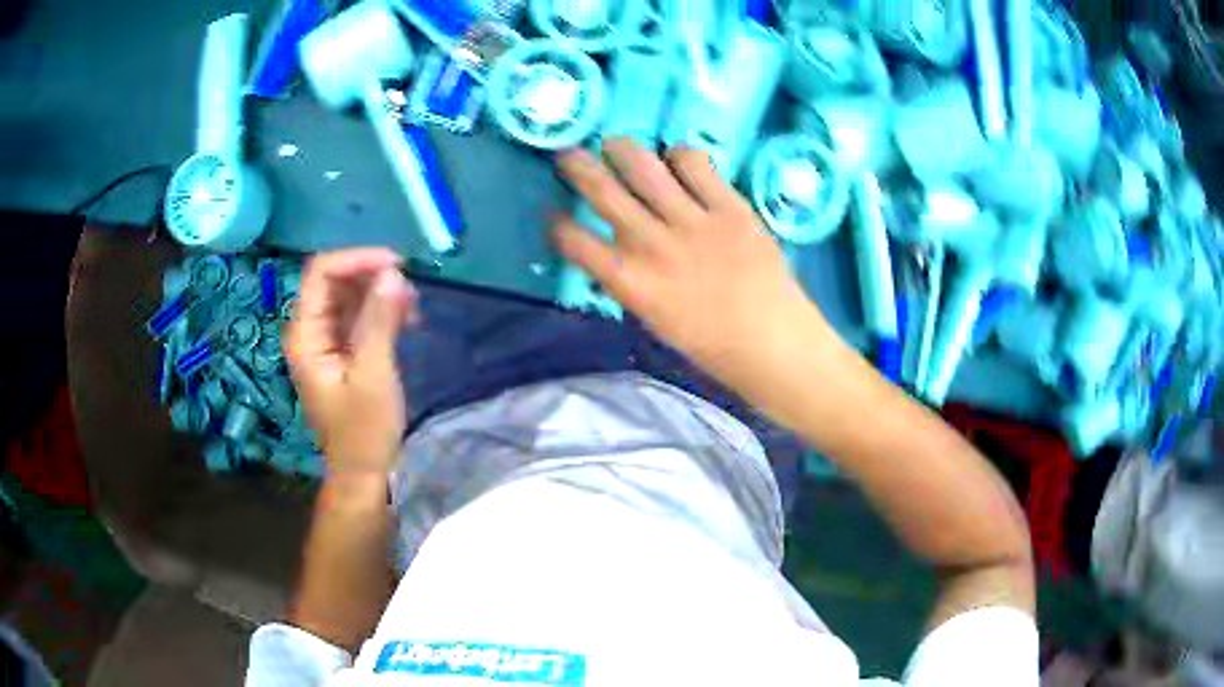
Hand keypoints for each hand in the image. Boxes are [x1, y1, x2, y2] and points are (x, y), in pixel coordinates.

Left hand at [286, 248, 418, 475]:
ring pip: (348, 296)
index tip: (396, 264)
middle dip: (371, 275)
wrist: (362, 474)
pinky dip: (381, 311)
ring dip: (380, 292)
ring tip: (413, 306)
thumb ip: (380, 321)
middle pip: (334, 280)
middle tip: (410, 288)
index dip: (356, 259)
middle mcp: (310, 331)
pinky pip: (358, 316)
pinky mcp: (341, 352)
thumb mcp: (374, 374)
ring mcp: (325, 341)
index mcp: (305, 335)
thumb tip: (393, 273)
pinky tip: (406, 319)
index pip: (321, 273)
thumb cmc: (364, 430)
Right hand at [553, 138, 827, 374]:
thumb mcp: (657, 321)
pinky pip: (694, 164)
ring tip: (614, 144)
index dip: (557, 225)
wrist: (775, 344)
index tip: (553, 215)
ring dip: (621, 149)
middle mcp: (653, 245)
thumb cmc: (714, 347)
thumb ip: (633, 283)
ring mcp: (693, 221)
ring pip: (643, 167)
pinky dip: (678, 155)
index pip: (576, 243)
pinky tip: (676, 160)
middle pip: (602, 192)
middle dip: (576, 168)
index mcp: (632, 284)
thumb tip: (616, 255)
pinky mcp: (729, 207)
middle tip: (568, 156)